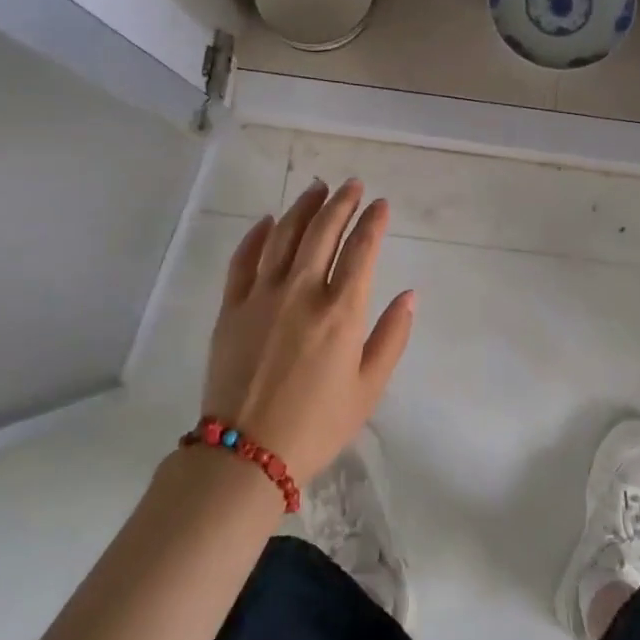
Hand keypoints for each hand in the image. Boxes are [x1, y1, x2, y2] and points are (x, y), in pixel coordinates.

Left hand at [201, 178, 415, 485]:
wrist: (246, 454)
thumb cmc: (317, 425)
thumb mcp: (369, 388)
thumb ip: (392, 337)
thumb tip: (409, 295)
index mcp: (341, 312)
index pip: (361, 250)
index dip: (373, 221)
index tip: (381, 204)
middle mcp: (302, 293)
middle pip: (322, 232)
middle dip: (341, 202)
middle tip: (352, 185)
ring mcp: (261, 296)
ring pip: (283, 236)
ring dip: (302, 207)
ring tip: (317, 189)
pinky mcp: (231, 308)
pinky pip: (243, 259)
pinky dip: (257, 235)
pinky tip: (268, 220)